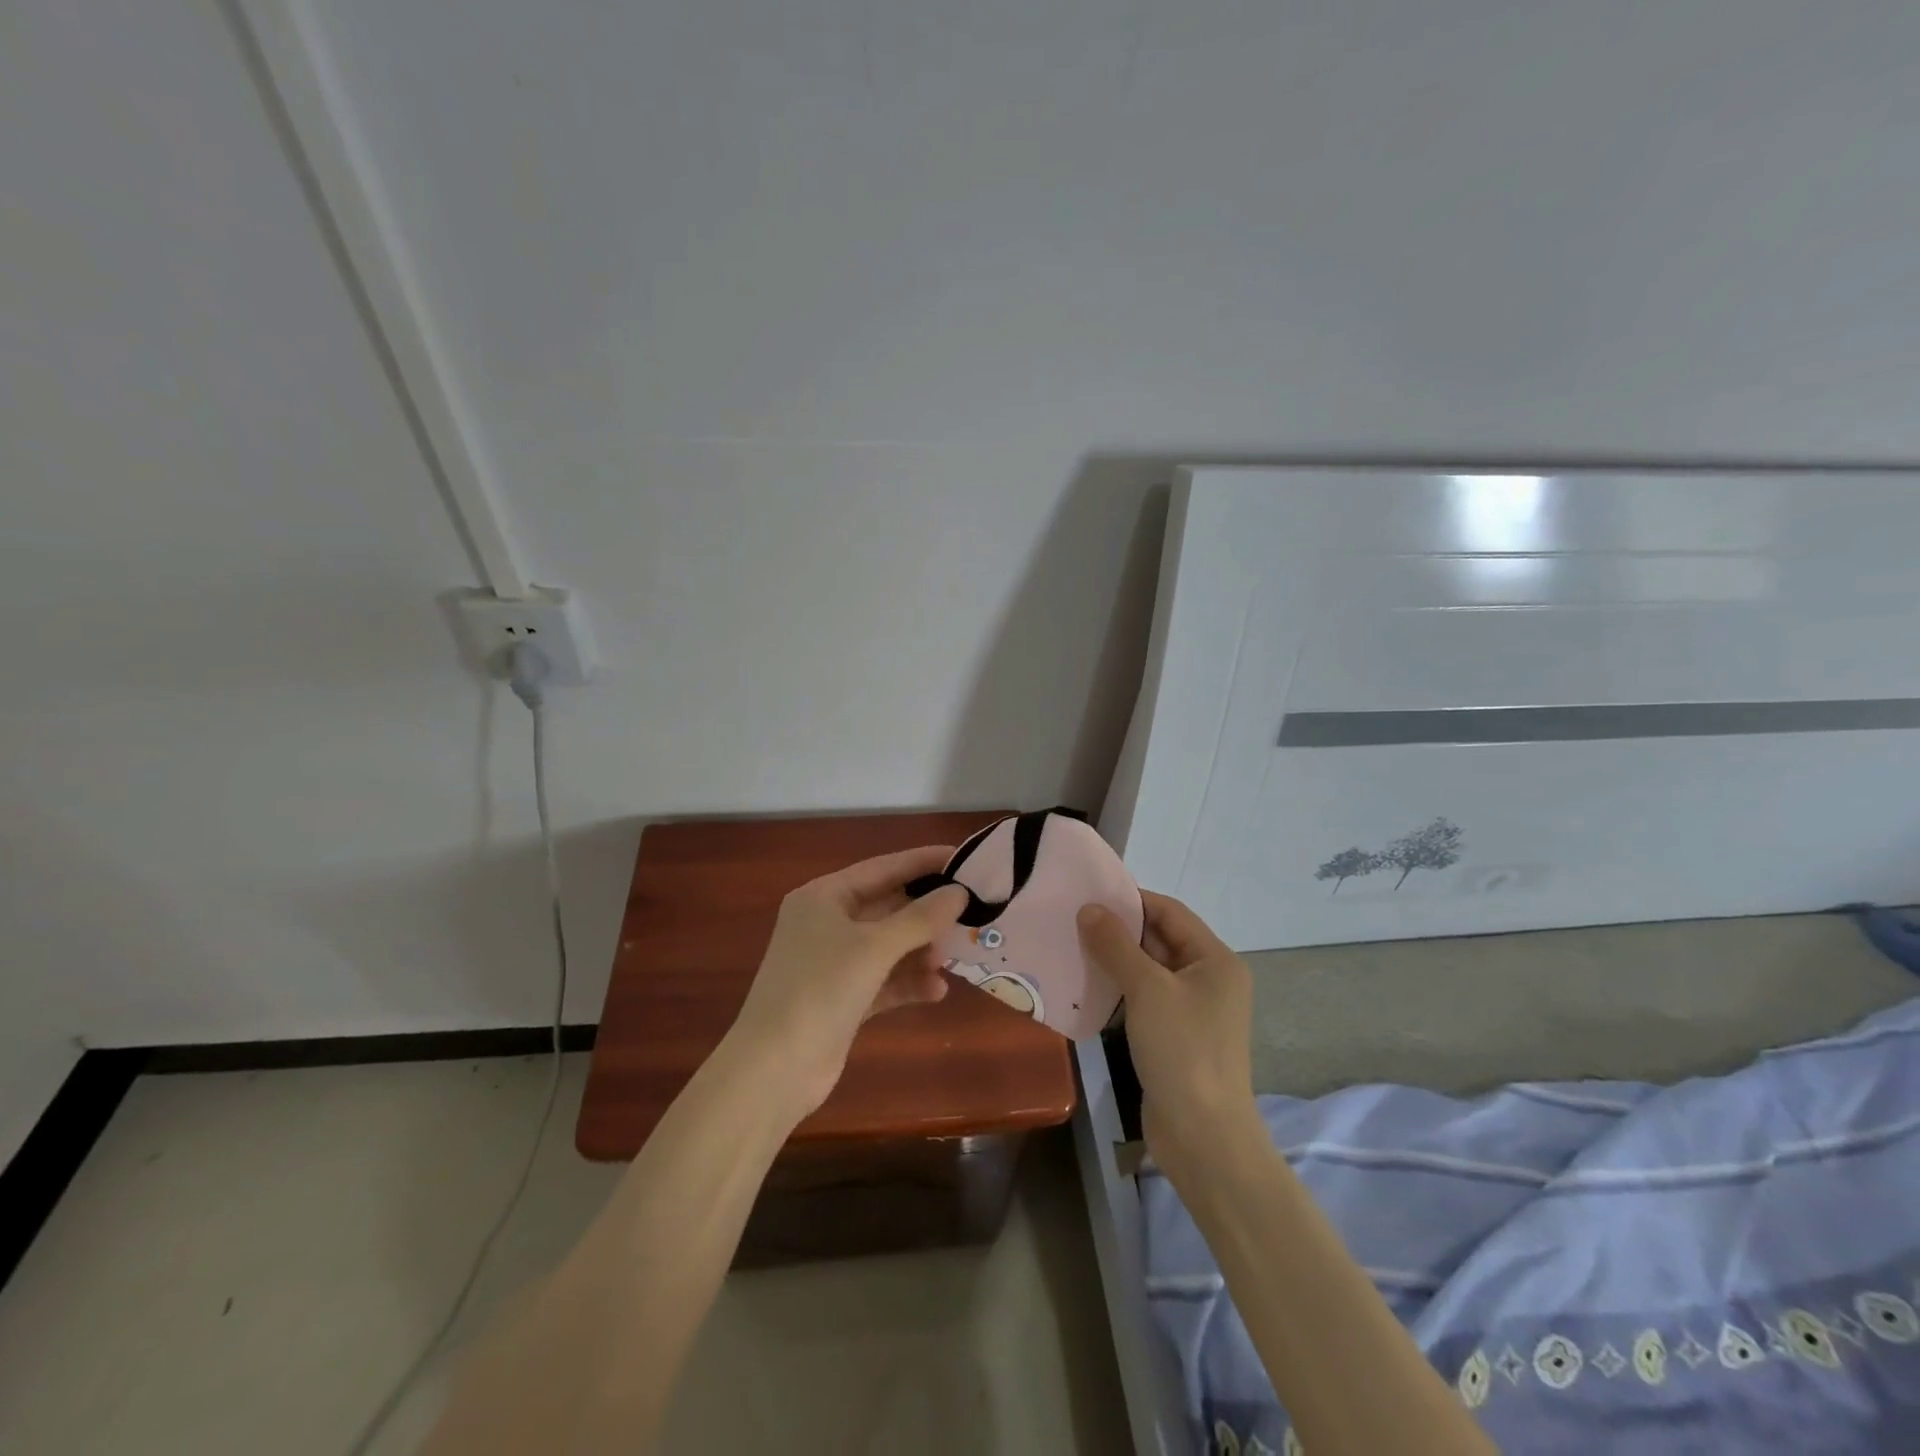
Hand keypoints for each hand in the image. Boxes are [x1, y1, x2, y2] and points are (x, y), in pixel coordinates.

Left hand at [727, 846, 969, 1119]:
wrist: (773, 1070)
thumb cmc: (820, 990)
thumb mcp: (874, 947)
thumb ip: (920, 918)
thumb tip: (959, 892)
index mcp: (824, 897)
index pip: (883, 868)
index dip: (924, 862)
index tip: (965, 858)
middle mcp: (827, 923)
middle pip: (888, 907)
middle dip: (926, 915)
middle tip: (970, 914)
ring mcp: (833, 963)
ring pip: (889, 946)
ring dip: (921, 952)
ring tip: (949, 961)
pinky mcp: (843, 999)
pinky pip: (885, 980)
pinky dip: (909, 983)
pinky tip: (937, 992)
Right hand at [1078, 891, 1257, 1177]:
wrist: (1203, 1137)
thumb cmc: (1182, 1050)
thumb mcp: (1147, 989)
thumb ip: (1115, 944)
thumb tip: (1089, 908)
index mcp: (1215, 960)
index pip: (1170, 912)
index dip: (1131, 900)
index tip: (1089, 894)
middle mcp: (1209, 979)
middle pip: (1160, 940)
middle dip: (1118, 930)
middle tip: (1072, 920)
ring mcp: (1193, 1011)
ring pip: (1149, 971)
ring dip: (1114, 960)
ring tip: (1071, 948)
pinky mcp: (1175, 1037)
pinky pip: (1144, 1000)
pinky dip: (1118, 990)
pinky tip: (1086, 988)